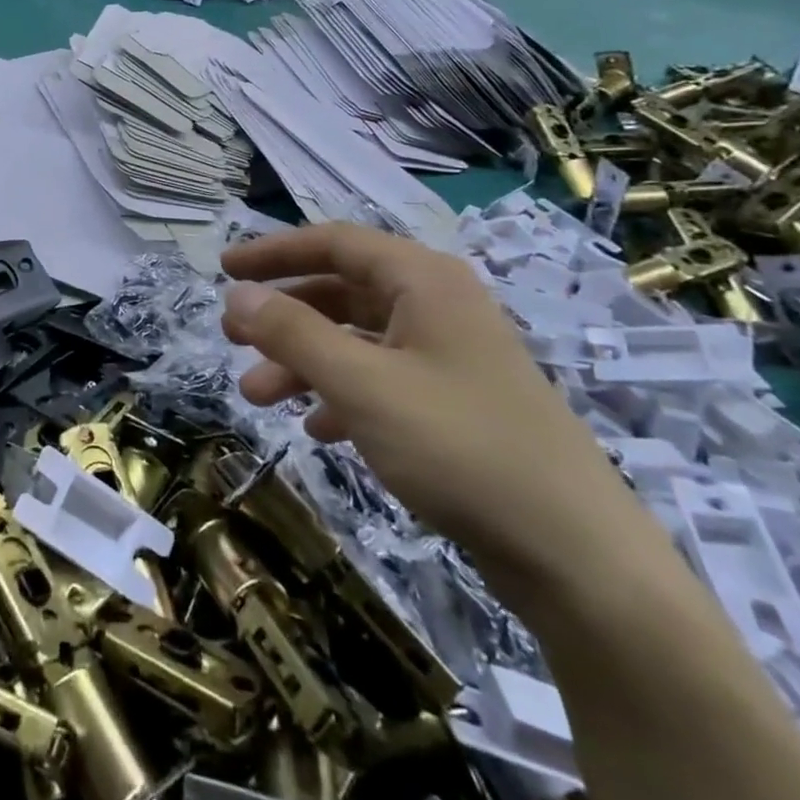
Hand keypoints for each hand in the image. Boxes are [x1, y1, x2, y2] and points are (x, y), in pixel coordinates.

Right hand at [220, 223, 651, 598]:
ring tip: (256, 395)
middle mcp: (437, 307)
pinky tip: (317, 427)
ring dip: (303, 361)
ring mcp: (449, 357)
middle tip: (231, 336)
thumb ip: (293, 334)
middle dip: (283, 314)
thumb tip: (236, 294)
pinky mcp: (455, 405)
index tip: (224, 268)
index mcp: (424, 281)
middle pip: (341, 290)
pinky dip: (340, 395)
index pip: (334, 242)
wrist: (576, 556)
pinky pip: (380, 381)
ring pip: (356, 340)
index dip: (274, 252)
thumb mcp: (362, 384)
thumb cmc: (460, 447)